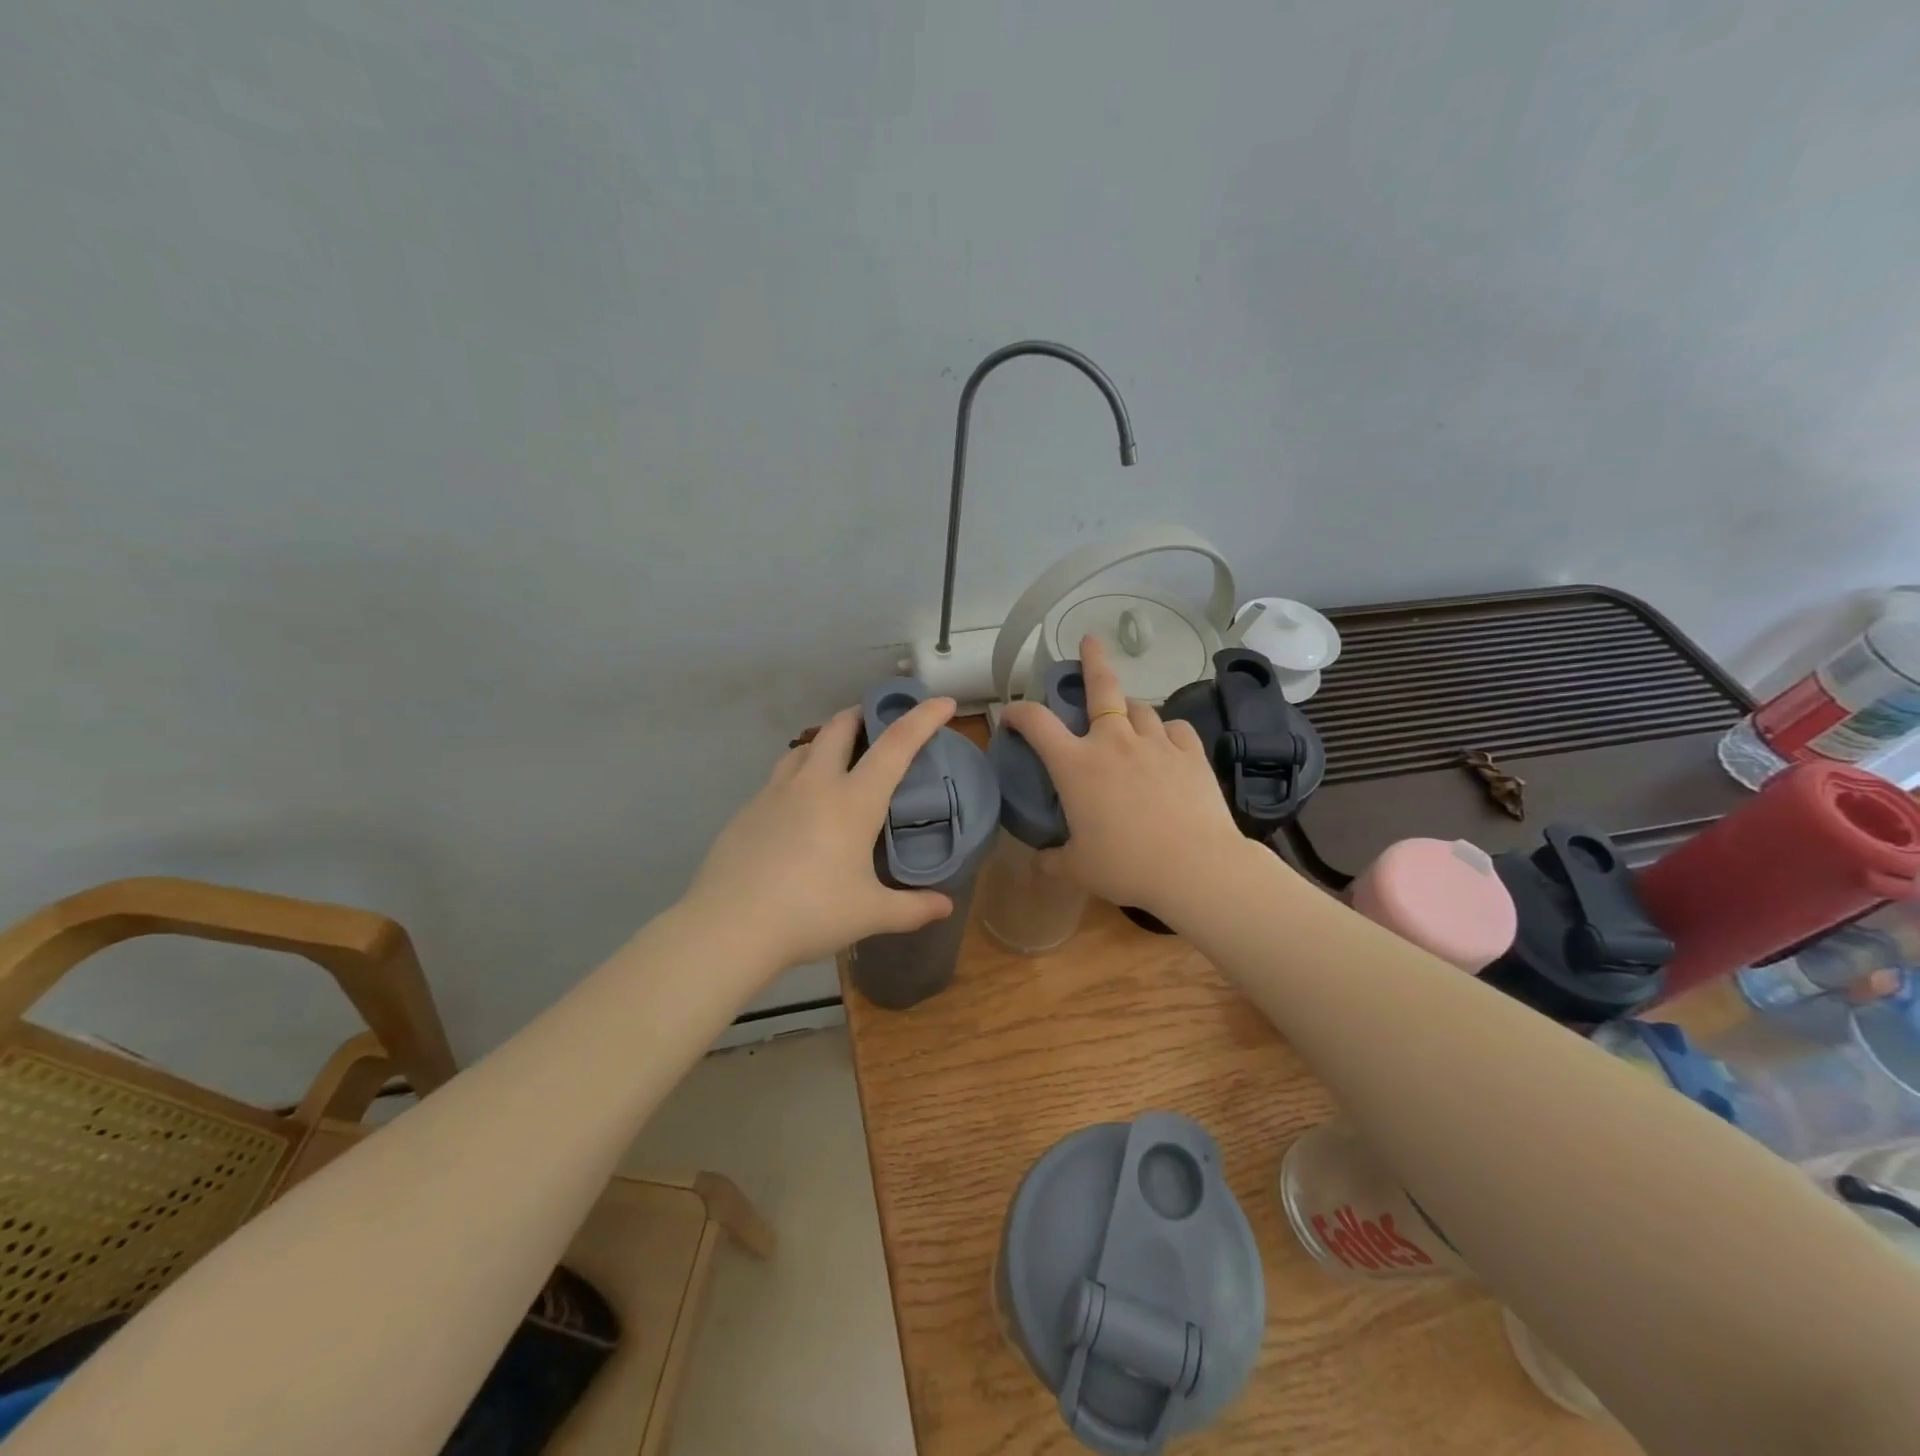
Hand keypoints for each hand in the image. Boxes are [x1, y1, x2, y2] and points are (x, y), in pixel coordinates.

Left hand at [684, 696, 957, 970]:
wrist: (730, 925)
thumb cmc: (810, 913)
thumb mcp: (870, 914)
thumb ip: (912, 908)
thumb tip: (945, 907)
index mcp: (853, 801)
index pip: (896, 745)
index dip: (922, 719)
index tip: (942, 702)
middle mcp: (814, 784)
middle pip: (839, 727)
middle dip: (862, 714)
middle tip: (876, 723)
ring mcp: (775, 793)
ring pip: (804, 747)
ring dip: (825, 742)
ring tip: (836, 760)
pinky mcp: (748, 810)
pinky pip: (779, 778)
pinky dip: (798, 775)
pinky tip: (798, 808)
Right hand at [1001, 635, 1245, 917]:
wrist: (1194, 867)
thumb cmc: (1126, 865)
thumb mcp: (1079, 868)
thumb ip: (1054, 860)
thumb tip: (1039, 863)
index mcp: (1076, 765)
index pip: (1036, 722)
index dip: (1017, 712)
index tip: (1009, 715)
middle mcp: (1114, 742)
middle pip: (1102, 687)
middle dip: (1093, 660)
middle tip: (1090, 640)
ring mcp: (1156, 743)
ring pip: (1140, 708)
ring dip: (1129, 710)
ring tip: (1127, 719)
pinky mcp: (1191, 753)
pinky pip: (1176, 729)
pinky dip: (1166, 732)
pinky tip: (1166, 743)